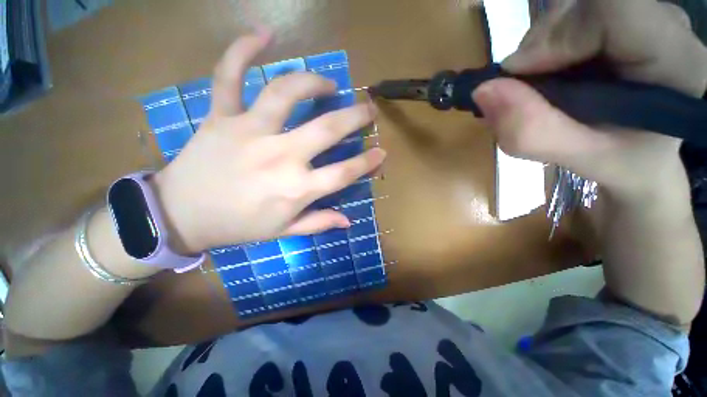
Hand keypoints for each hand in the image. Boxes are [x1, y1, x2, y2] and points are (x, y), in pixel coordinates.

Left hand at [152, 33, 385, 253]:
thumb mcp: (283, 232)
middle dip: (355, 116)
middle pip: (327, 129)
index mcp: (296, 189)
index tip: (381, 152)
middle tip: (368, 108)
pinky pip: (229, 75)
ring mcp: (249, 131)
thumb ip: (318, 223)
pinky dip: (243, 50)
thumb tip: (348, 221)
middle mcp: (280, 156)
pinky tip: (264, 34)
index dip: (367, 162)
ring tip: (328, 84)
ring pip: (286, 92)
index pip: (344, 173)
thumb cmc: (238, 226)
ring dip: (313, 82)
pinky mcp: (221, 116)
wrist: (181, 215)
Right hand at [473, 0, 706, 198]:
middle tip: (528, 90)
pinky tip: (553, 74)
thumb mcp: (577, 159)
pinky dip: (546, 46)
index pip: (612, 9)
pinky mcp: (627, 18)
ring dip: (540, 48)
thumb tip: (483, 91)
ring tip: (543, 87)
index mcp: (676, 63)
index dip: (557, 35)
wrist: (645, 155)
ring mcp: (647, 17)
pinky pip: (573, 15)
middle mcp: (668, 27)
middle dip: (540, 46)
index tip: (520, 75)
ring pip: (573, 8)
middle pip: (585, 5)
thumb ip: (532, 131)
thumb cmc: (623, 162)